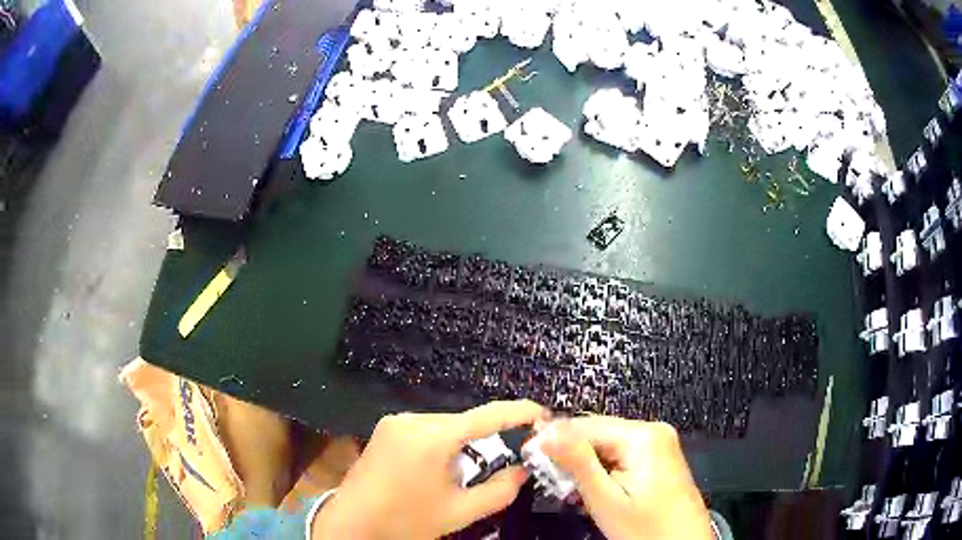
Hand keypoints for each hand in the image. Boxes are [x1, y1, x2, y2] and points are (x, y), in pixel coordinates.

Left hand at [312, 400, 546, 538]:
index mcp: (432, 438)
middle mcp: (413, 419)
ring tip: (462, 472)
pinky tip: (437, 467)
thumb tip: (523, 470)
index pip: (487, 416)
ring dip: (462, 442)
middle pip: (464, 422)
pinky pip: (426, 428)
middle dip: (486, 437)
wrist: (352, 522)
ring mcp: (395, 421)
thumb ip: (499, 491)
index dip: (518, 411)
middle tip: (505, 458)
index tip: (541, 413)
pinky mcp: (385, 427)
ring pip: (445, 424)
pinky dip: (441, 442)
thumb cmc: (406, 520)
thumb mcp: (459, 512)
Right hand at [541, 416, 712, 539]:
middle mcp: (653, 430)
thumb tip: (547, 433)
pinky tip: (592, 488)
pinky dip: (603, 469)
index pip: (585, 425)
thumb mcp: (606, 499)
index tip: (529, 454)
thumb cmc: (646, 528)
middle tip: (548, 478)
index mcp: (643, 435)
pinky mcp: (659, 457)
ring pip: (607, 445)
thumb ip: (577, 463)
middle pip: (597, 433)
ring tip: (568, 488)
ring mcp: (659, 443)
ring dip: (584, 464)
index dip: (553, 439)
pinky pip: (621, 454)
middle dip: (570, 455)